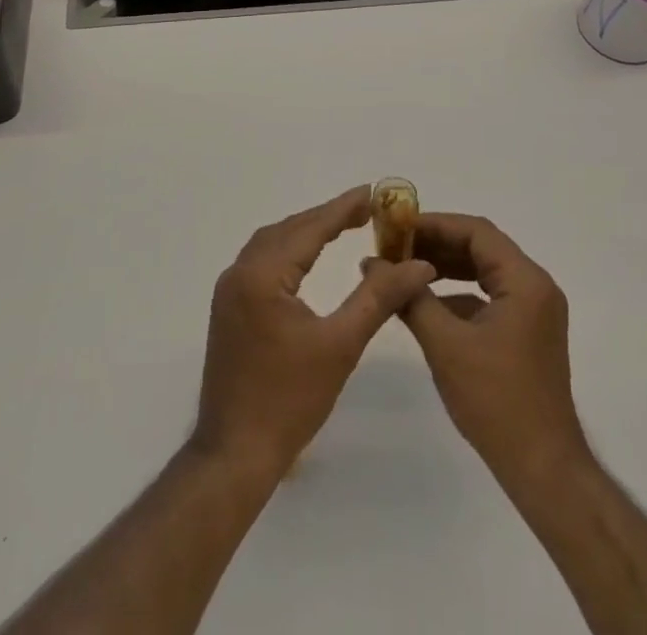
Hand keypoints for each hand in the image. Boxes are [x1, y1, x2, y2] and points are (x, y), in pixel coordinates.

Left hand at [192, 186, 436, 478]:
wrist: (234, 455)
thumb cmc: (289, 401)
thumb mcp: (340, 345)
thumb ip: (378, 298)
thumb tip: (418, 265)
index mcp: (262, 275)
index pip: (309, 228)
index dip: (343, 208)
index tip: (372, 192)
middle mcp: (239, 272)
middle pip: (289, 230)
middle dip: (327, 216)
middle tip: (366, 209)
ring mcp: (229, 291)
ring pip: (272, 244)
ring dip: (306, 231)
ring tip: (342, 226)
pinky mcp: (228, 309)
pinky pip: (262, 262)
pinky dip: (289, 251)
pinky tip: (308, 259)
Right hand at [400, 213, 590, 481]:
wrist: (543, 469)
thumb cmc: (496, 401)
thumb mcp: (445, 345)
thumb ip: (411, 298)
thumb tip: (373, 264)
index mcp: (525, 281)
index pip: (476, 232)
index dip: (434, 224)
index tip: (397, 229)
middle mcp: (535, 287)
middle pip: (481, 248)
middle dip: (436, 245)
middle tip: (394, 248)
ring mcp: (534, 311)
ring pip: (484, 272)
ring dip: (446, 268)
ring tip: (404, 270)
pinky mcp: (528, 333)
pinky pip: (490, 297)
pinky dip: (459, 294)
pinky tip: (427, 305)